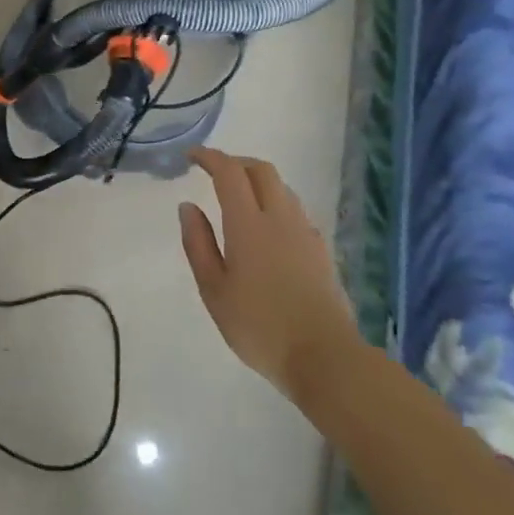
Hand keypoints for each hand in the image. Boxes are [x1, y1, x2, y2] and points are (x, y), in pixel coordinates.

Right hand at [179, 147, 360, 401]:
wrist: (325, 357)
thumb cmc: (259, 326)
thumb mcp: (214, 290)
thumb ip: (198, 243)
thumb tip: (188, 206)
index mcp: (248, 224)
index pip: (229, 172)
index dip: (209, 157)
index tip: (191, 156)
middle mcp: (280, 218)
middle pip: (261, 170)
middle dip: (236, 162)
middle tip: (214, 172)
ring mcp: (305, 232)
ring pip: (282, 188)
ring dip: (257, 181)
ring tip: (238, 198)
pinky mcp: (321, 250)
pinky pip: (295, 210)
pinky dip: (275, 203)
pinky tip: (266, 228)